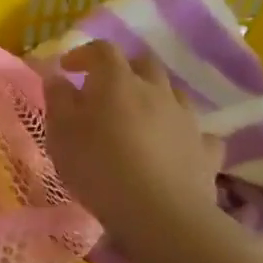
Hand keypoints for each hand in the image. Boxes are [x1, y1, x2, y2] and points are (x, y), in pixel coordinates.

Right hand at [43, 42, 222, 236]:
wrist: (158, 212)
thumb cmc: (98, 168)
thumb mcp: (60, 134)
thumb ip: (58, 100)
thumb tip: (57, 77)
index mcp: (117, 81)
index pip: (102, 50)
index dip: (83, 54)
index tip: (68, 69)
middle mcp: (156, 90)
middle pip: (143, 64)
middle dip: (124, 70)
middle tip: (104, 90)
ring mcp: (186, 118)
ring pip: (173, 93)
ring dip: (154, 97)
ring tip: (138, 118)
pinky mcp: (205, 149)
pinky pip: (197, 132)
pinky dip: (182, 133)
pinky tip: (173, 147)